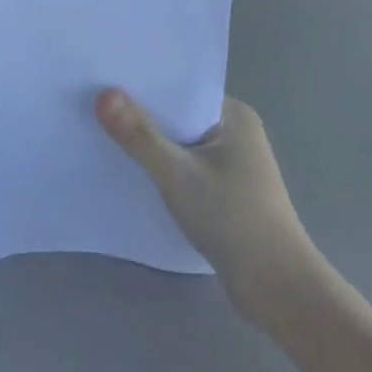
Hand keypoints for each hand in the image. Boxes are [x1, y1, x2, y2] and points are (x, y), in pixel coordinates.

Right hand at [95, 90, 319, 326]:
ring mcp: (232, 166)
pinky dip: (161, 170)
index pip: (180, 89)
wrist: (278, 289)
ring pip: (179, 146)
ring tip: (102, 135)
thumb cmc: (233, 219)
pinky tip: (131, 173)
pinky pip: (184, 170)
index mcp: (234, 115)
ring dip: (150, 146)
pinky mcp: (224, 195)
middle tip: (93, 106)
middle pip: (177, 117)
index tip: (103, 81)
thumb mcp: (178, 174)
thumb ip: (140, 135)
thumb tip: (103, 94)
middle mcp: (235, 134)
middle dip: (141, 116)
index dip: (143, 86)